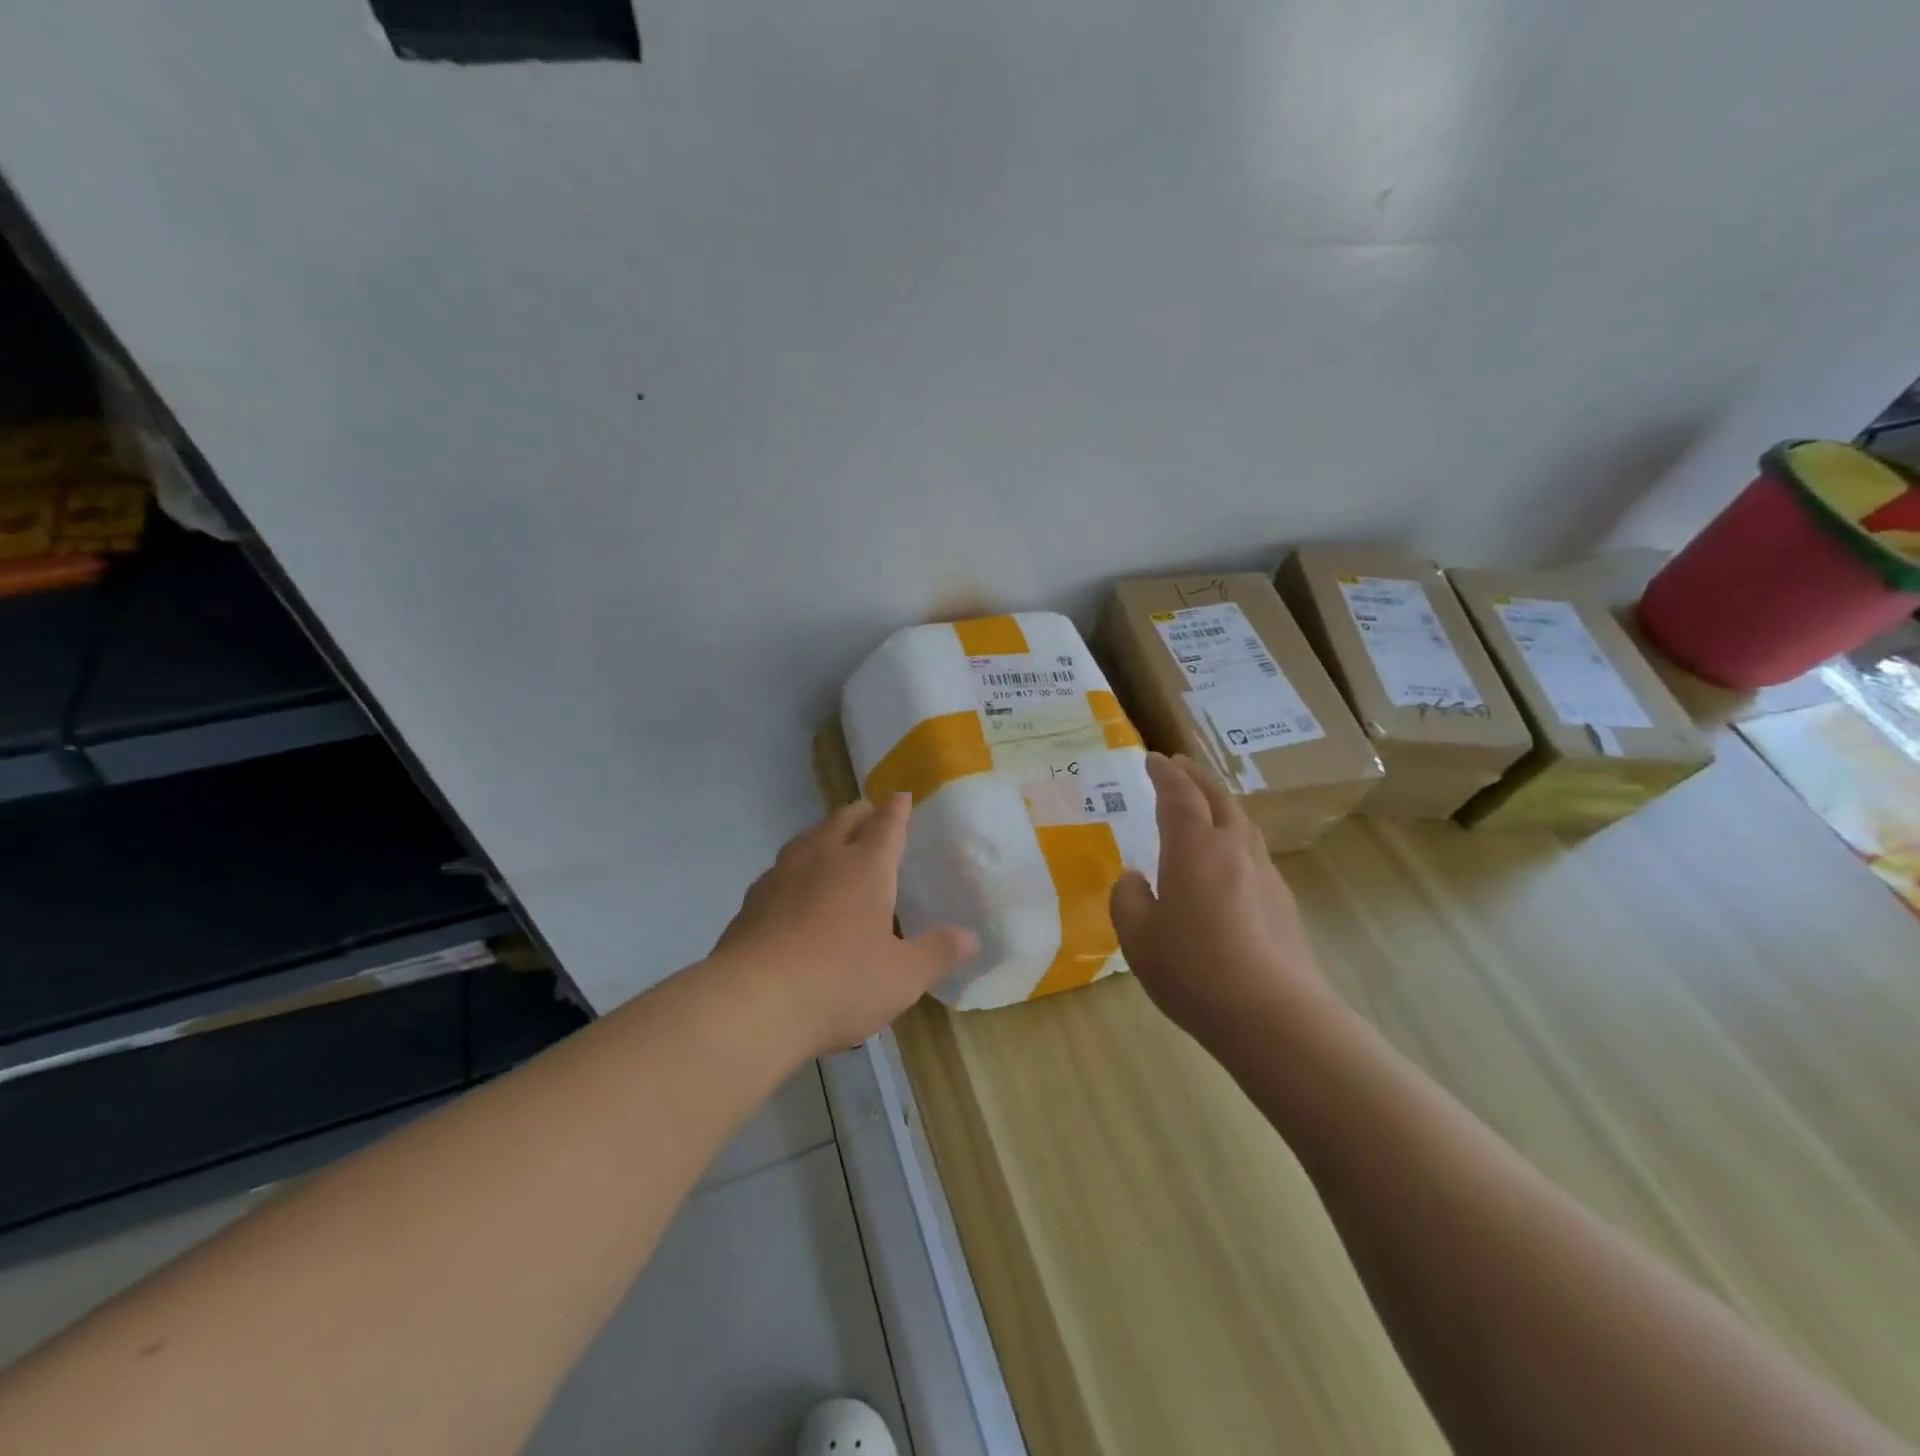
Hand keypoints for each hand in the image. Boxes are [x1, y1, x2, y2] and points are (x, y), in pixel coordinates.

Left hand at [715, 794, 976, 1057]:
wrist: (752, 1002)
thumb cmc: (840, 982)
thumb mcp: (903, 977)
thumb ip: (937, 953)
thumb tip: (970, 937)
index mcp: (866, 866)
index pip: (887, 824)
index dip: (897, 809)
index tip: (901, 796)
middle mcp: (823, 858)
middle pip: (843, 819)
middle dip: (861, 812)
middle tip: (872, 813)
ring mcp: (782, 875)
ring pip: (807, 837)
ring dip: (825, 832)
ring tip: (833, 840)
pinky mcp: (752, 899)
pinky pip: (780, 867)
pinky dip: (796, 865)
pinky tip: (793, 885)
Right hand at [1111, 753, 1336, 1045]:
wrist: (1274, 1015)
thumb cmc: (1194, 970)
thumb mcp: (1138, 938)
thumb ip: (1129, 900)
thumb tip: (1133, 879)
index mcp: (1194, 848)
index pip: (1179, 794)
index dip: (1164, 773)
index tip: (1153, 758)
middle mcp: (1233, 849)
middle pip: (1218, 797)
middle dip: (1196, 776)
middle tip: (1179, 766)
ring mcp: (1265, 874)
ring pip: (1242, 823)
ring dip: (1220, 803)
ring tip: (1205, 806)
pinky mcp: (1283, 902)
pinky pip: (1254, 853)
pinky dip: (1235, 838)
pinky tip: (1227, 864)